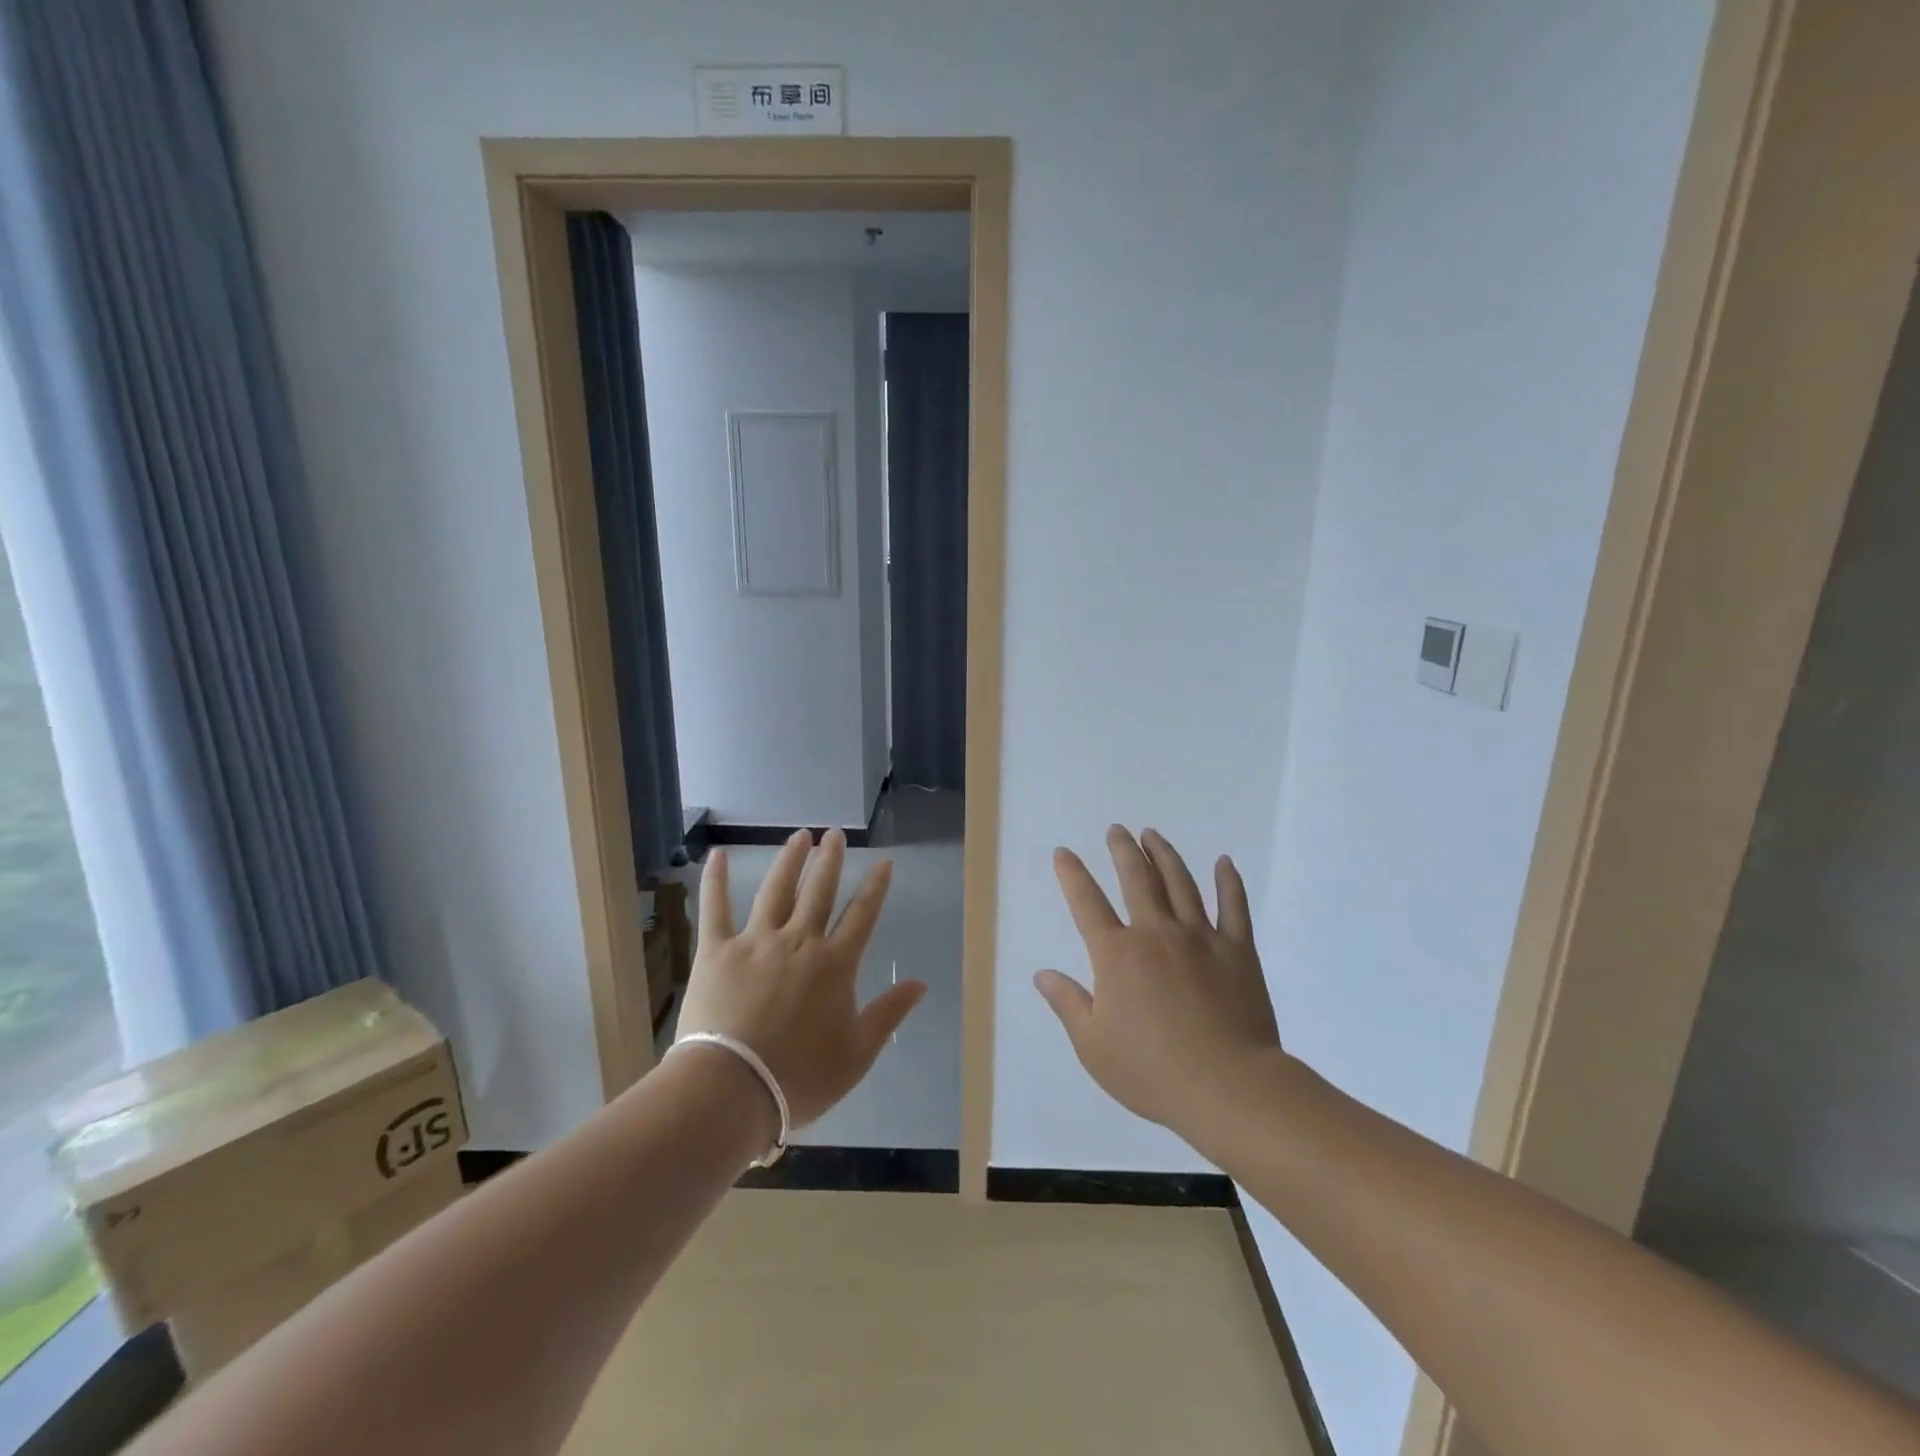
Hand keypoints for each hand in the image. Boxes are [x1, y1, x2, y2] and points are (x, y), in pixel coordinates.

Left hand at [675, 829, 925, 1130]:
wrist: (732, 1089)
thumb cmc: (799, 1078)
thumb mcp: (857, 1053)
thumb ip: (889, 1013)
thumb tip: (920, 983)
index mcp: (835, 964)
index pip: (862, 915)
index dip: (875, 887)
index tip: (884, 862)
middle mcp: (799, 941)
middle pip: (819, 891)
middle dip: (830, 860)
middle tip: (835, 834)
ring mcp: (756, 942)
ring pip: (776, 890)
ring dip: (790, 860)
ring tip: (799, 836)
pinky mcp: (716, 951)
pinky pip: (715, 909)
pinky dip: (715, 880)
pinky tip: (717, 855)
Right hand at [1034, 826, 1279, 1133]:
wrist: (1228, 1088)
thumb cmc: (1153, 1072)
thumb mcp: (1094, 1047)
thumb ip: (1068, 1004)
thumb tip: (1041, 974)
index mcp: (1117, 955)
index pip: (1087, 903)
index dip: (1072, 874)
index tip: (1064, 853)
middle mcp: (1156, 933)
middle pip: (1136, 879)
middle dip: (1123, 850)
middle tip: (1117, 829)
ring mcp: (1200, 938)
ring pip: (1180, 883)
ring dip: (1164, 855)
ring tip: (1153, 835)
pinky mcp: (1238, 950)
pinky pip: (1233, 906)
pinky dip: (1228, 881)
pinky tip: (1224, 862)